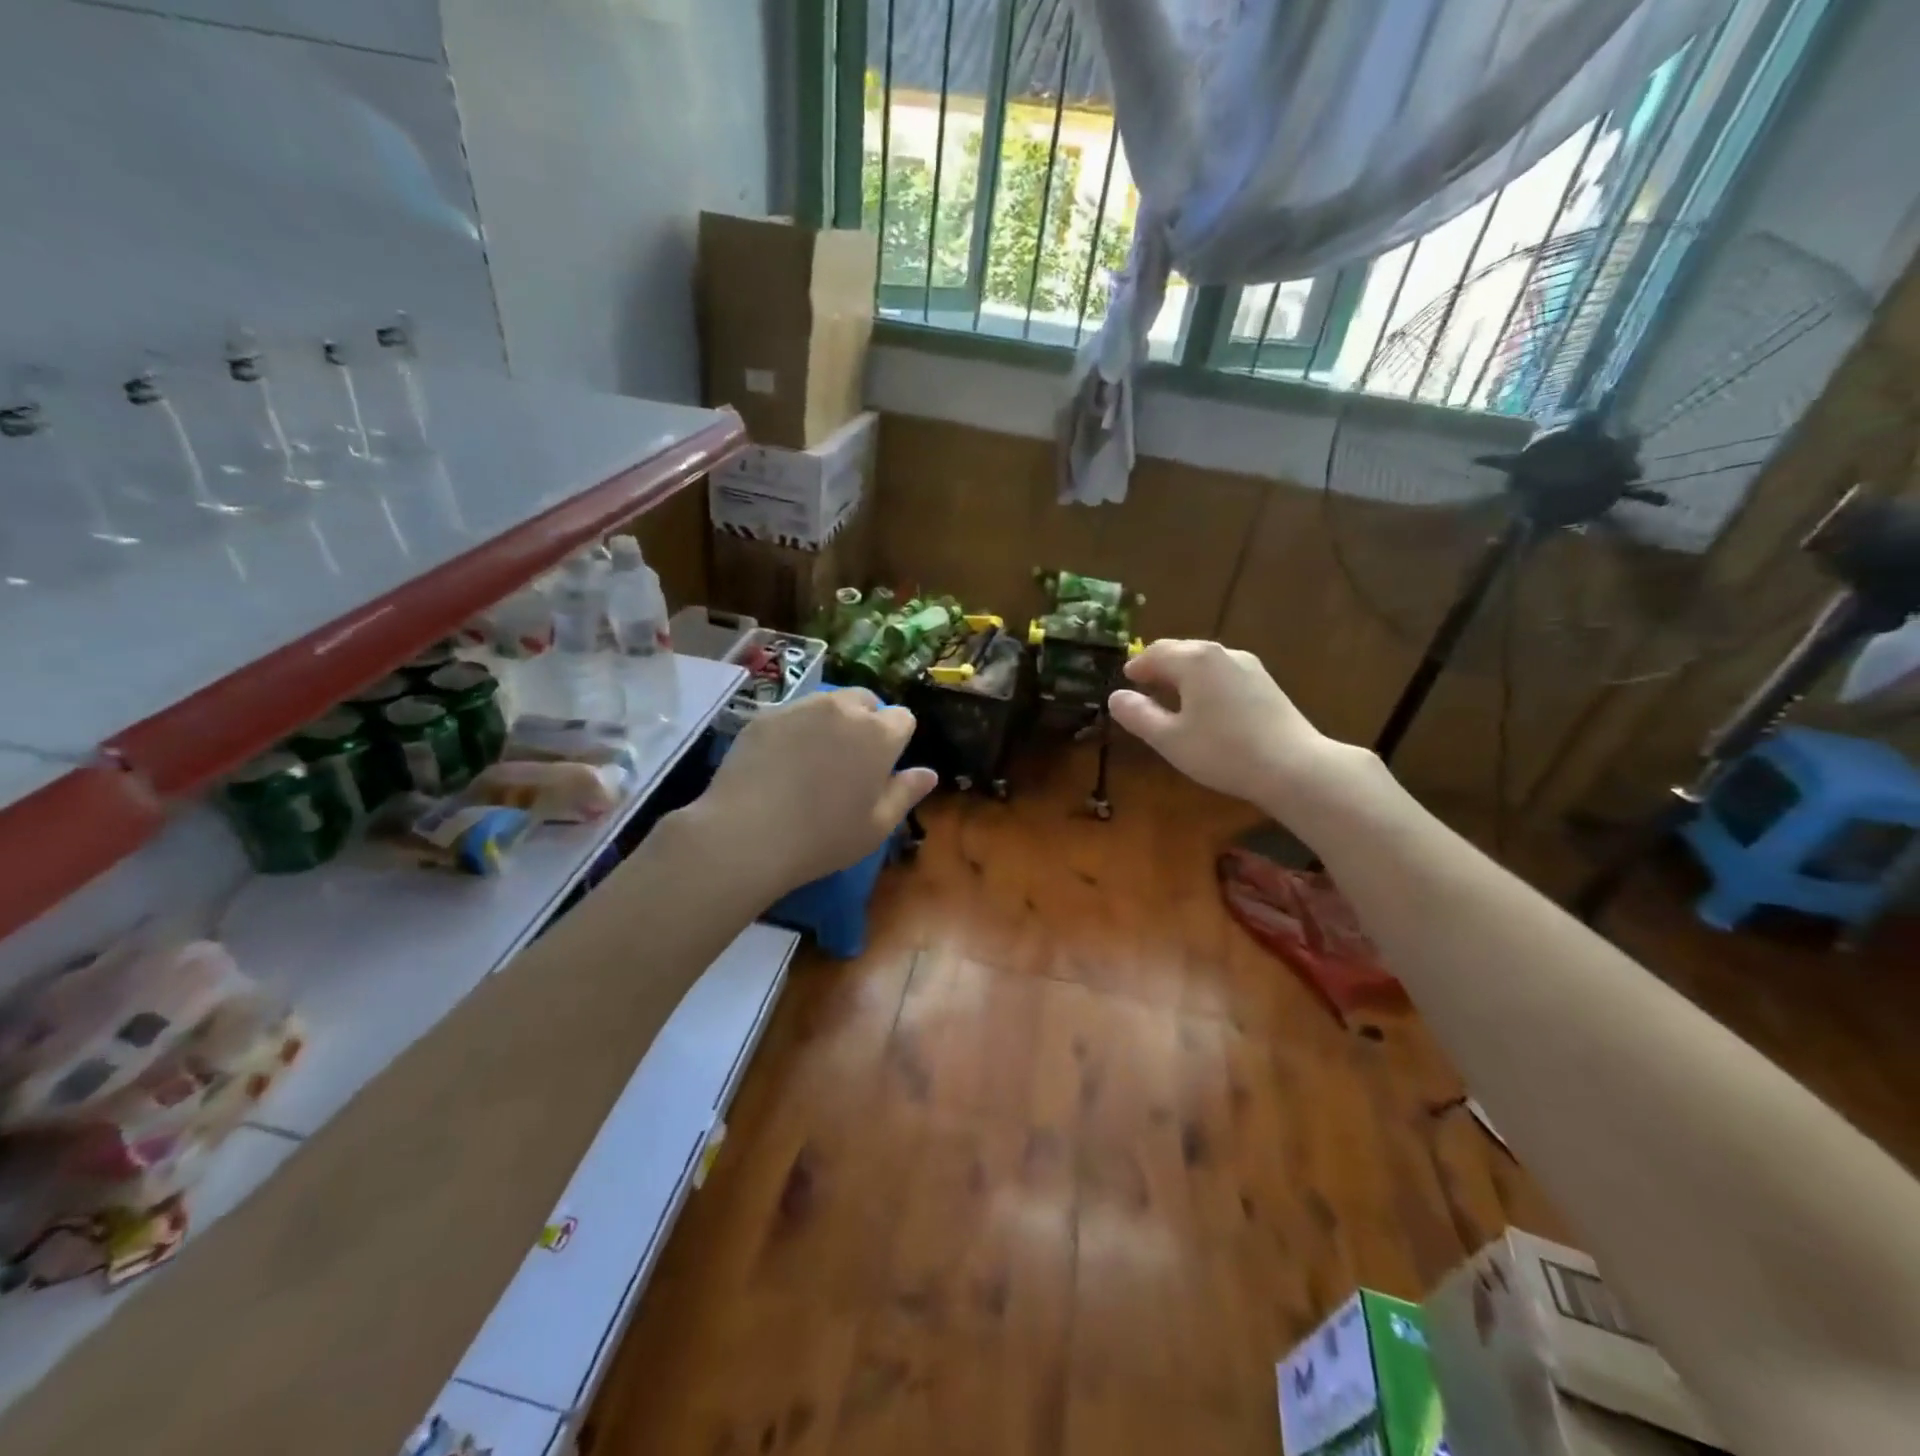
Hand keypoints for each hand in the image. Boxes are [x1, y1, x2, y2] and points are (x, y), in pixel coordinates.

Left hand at [680, 689, 937, 899]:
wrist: (747, 834)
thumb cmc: (823, 837)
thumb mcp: (877, 826)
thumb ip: (906, 793)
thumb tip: (929, 773)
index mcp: (878, 734)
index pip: (903, 718)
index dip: (896, 741)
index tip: (883, 767)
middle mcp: (843, 709)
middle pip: (866, 701)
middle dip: (866, 722)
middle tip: (850, 761)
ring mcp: (801, 707)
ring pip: (828, 703)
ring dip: (832, 722)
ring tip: (815, 759)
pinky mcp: (766, 715)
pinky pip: (793, 713)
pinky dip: (797, 729)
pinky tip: (782, 762)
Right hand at [1108, 639, 1369, 815]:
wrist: (1293, 767)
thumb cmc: (1222, 751)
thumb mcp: (1169, 739)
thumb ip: (1139, 715)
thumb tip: (1116, 697)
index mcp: (1194, 660)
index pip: (1155, 652)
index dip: (1137, 666)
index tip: (1126, 679)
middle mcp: (1221, 653)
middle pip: (1182, 651)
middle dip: (1159, 666)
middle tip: (1144, 686)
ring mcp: (1248, 666)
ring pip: (1205, 662)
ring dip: (1183, 674)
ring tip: (1171, 697)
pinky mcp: (1265, 684)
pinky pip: (1223, 673)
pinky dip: (1205, 682)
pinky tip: (1205, 707)